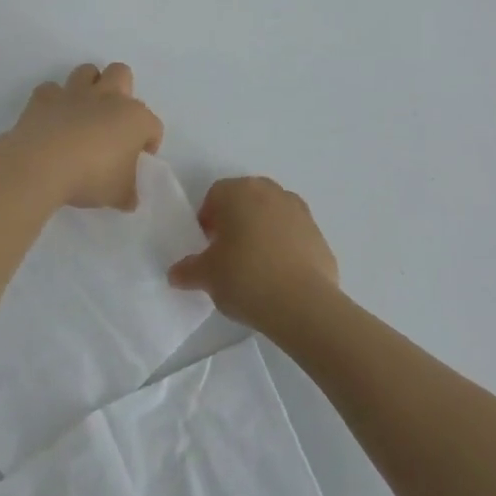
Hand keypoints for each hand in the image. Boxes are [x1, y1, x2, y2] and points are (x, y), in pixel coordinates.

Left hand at [7, 63, 163, 210]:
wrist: (42, 165)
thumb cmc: (91, 177)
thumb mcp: (118, 195)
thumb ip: (128, 193)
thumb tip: (129, 198)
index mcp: (134, 118)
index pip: (153, 125)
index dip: (150, 141)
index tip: (141, 157)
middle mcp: (107, 97)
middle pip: (121, 73)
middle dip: (121, 90)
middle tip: (114, 120)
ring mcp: (74, 93)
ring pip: (87, 71)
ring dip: (88, 86)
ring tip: (84, 112)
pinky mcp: (44, 98)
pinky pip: (51, 90)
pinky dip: (53, 101)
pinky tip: (52, 118)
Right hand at [168, 176, 339, 333]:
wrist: (303, 304)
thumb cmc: (245, 277)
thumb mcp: (207, 276)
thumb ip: (188, 270)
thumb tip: (176, 273)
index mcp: (239, 192)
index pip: (215, 195)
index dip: (208, 219)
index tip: (207, 246)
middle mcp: (270, 191)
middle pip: (246, 199)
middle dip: (236, 221)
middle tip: (228, 254)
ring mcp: (299, 210)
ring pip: (272, 214)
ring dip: (262, 231)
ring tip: (256, 266)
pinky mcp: (319, 234)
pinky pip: (294, 235)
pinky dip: (286, 247)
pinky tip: (280, 277)